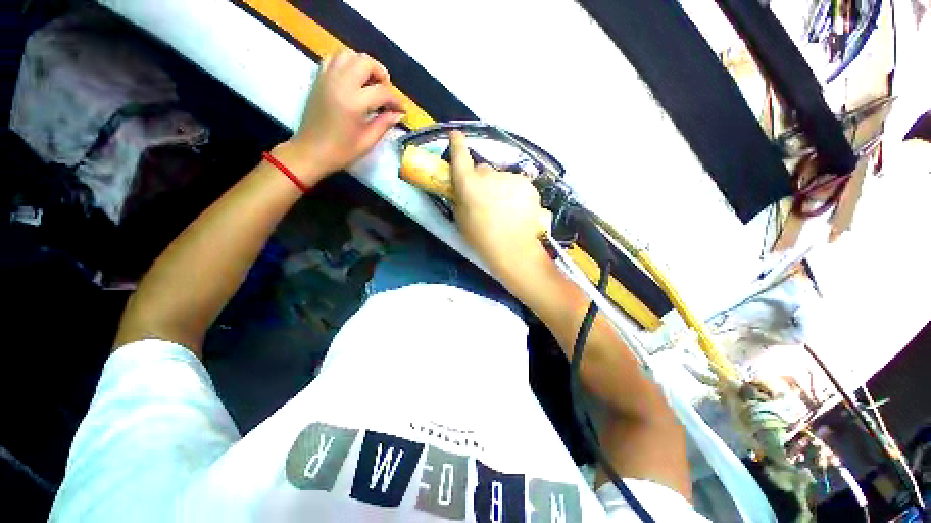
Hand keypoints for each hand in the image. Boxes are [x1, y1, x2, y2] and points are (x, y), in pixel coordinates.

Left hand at [276, 50, 404, 182]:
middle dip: (380, 74)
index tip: (401, 110)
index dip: (395, 101)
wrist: (310, 151)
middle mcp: (340, 83)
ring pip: (349, 55)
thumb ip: (384, 124)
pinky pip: (333, 59)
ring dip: (363, 65)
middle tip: (386, 91)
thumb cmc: (341, 151)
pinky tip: (353, 79)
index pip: (382, 92)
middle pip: (365, 62)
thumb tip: (398, 114)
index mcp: (354, 102)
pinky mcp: (318, 79)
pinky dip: (346, 63)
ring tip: (370, 82)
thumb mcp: (367, 141)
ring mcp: (327, 78)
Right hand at [449, 131, 551, 282]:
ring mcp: (510, 178)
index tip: (456, 134)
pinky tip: (517, 210)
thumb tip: (465, 187)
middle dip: (482, 180)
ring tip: (505, 210)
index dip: (457, 145)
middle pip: (483, 170)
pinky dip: (515, 193)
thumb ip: (461, 197)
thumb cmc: (481, 239)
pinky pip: (517, 185)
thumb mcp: (461, 219)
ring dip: (501, 188)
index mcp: (469, 184)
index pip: (460, 157)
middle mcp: (489, 175)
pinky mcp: (527, 185)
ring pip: (502, 178)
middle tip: (486, 200)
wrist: (513, 250)